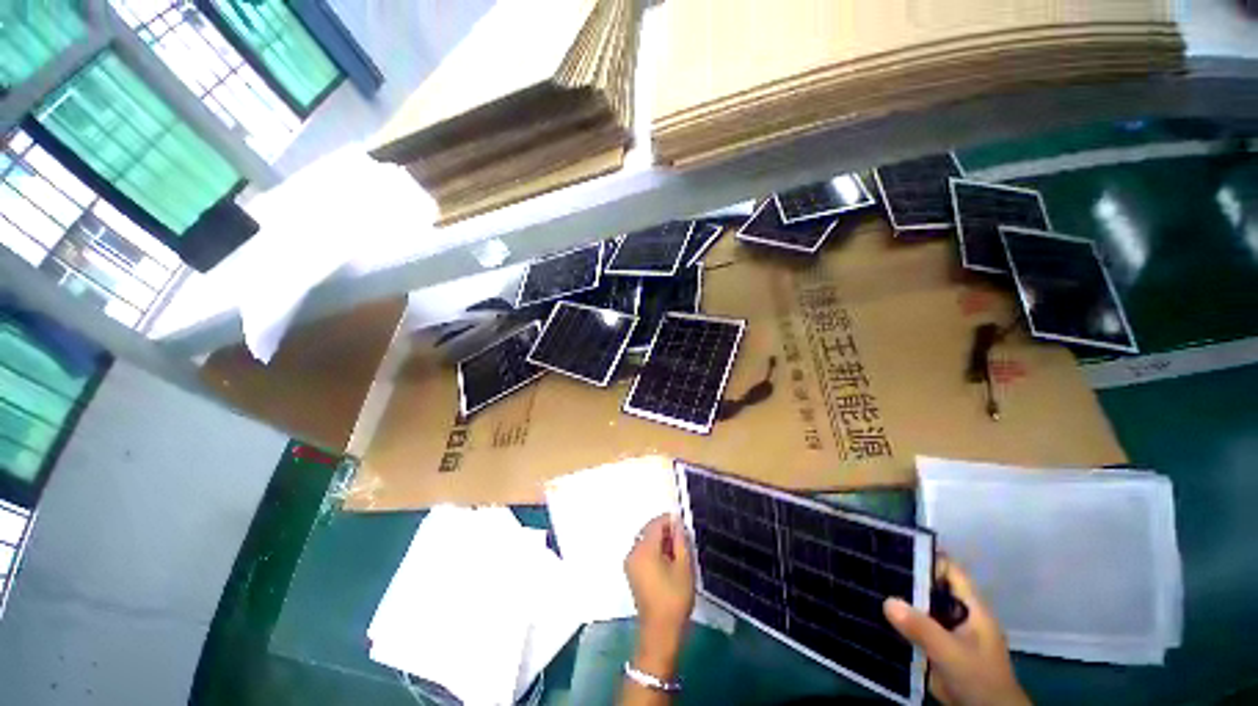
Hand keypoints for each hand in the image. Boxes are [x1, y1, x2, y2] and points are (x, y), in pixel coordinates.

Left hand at [625, 514, 694, 677]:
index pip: (656, 523)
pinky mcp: (632, 572)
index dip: (670, 521)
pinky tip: (668, 562)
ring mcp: (630, 563)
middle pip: (649, 530)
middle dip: (665, 531)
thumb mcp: (684, 566)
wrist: (660, 632)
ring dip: (660, 541)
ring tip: (678, 552)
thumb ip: (680, 540)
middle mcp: (633, 551)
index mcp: (644, 548)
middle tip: (683, 539)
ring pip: (646, 541)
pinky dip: (654, 551)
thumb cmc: (674, 598)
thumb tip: (678, 522)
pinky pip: (643, 552)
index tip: (684, 526)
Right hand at [883, 559, 1029, 705]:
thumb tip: (887, 601)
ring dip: (899, 601)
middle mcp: (958, 614)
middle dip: (905, 577)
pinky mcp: (936, 647)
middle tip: (874, 567)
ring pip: (920, 608)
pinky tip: (875, 615)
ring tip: (867, 586)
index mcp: (971, 608)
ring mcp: (947, 631)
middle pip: (931, 587)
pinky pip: (914, 627)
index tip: (896, 552)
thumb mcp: (951, 653)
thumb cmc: (979, 679)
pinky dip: (898, 621)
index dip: (927, 559)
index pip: (950, 571)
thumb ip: (922, 628)